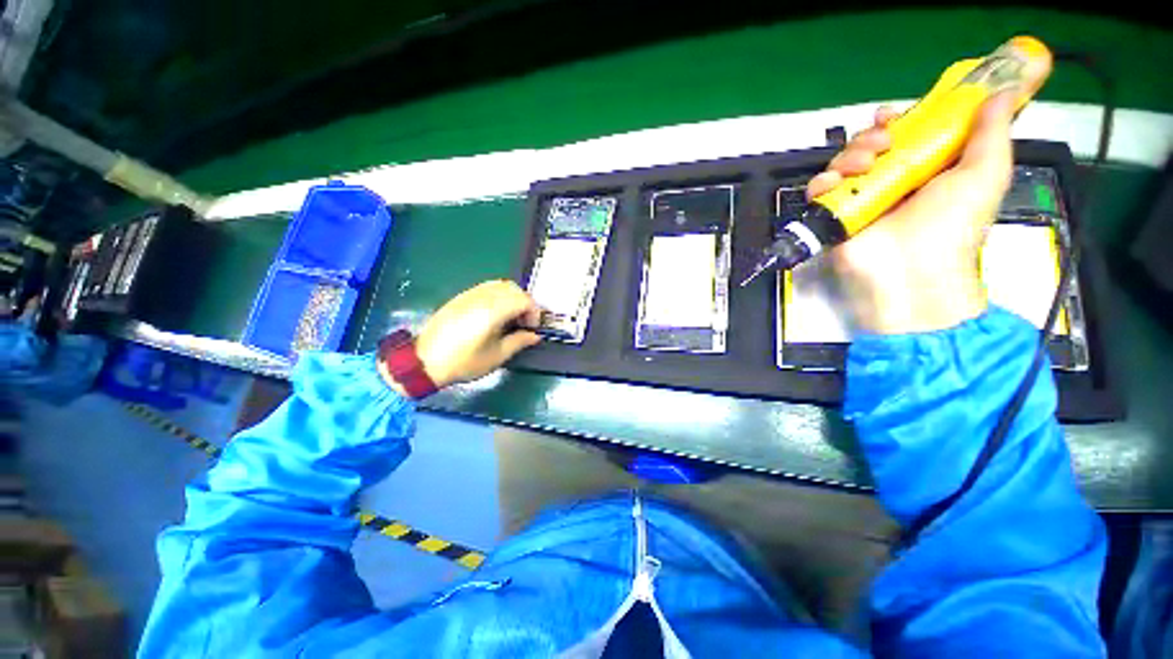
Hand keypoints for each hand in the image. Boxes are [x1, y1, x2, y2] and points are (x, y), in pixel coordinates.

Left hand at [381, 280, 541, 392]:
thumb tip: (535, 336)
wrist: (424, 361)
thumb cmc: (463, 362)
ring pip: (500, 285)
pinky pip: (487, 288)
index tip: (531, 328)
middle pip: (513, 288)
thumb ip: (519, 342)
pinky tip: (495, 315)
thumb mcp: (496, 356)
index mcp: (492, 311)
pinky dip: (498, 296)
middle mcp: (482, 297)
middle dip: (525, 303)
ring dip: (512, 298)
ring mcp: (470, 294)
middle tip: (523, 323)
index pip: (523, 299)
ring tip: (510, 318)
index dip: (533, 312)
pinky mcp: (461, 297)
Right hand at [806, 92, 1019, 333]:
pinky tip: (836, 184)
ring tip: (865, 167)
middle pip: (870, 144)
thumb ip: (993, 133)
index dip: (899, 119)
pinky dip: (823, 182)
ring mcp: (860, 198)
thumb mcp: (985, 175)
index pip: (906, 134)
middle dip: (872, 136)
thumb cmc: (952, 225)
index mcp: (925, 169)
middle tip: (883, 143)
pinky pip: (819, 189)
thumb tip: (1002, 93)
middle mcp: (890, 181)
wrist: (910, 270)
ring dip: (851, 155)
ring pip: (844, 161)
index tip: (895, 114)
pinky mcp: (835, 214)